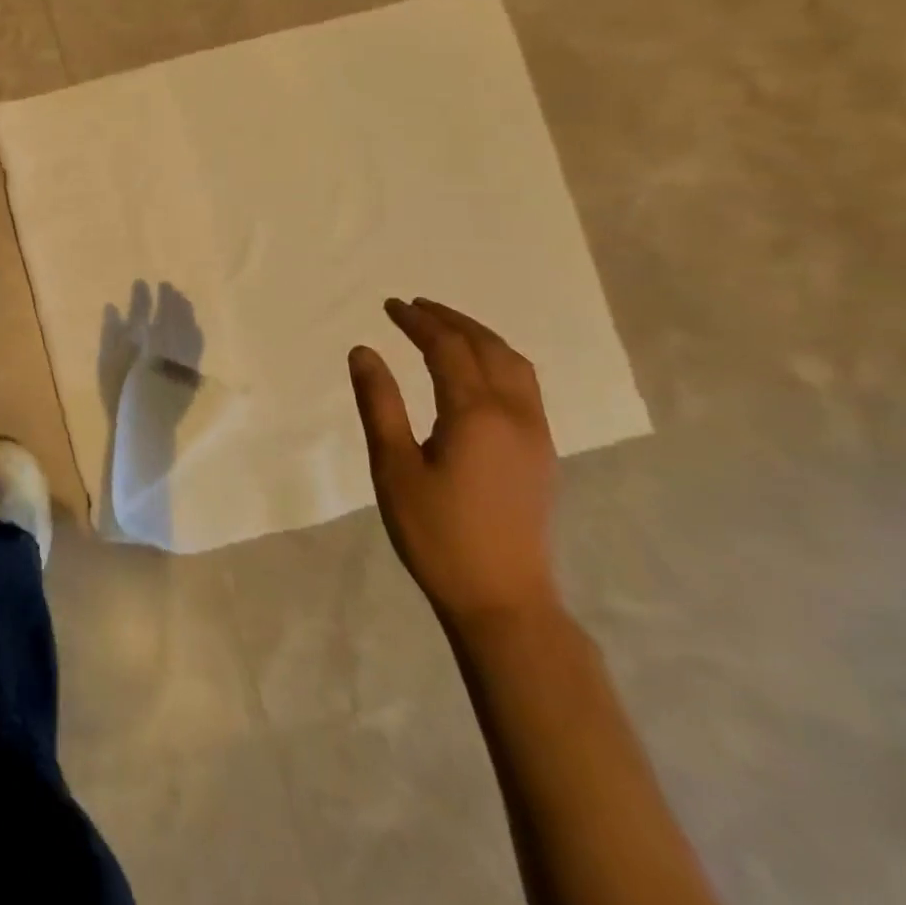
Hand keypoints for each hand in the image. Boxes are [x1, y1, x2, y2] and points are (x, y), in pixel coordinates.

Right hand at [348, 298, 559, 628]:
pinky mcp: (541, 453)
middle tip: (414, 307)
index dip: (418, 322)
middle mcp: (515, 414)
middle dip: (450, 320)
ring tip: (447, 326)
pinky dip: (499, 360)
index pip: (447, 348)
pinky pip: (525, 386)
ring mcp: (535, 434)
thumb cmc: (437, 533)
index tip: (390, 305)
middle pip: (487, 348)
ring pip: (515, 365)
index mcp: (476, 414)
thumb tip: (364, 351)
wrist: (502, 598)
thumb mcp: (393, 467)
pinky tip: (478, 370)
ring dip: (480, 337)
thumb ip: (380, 404)